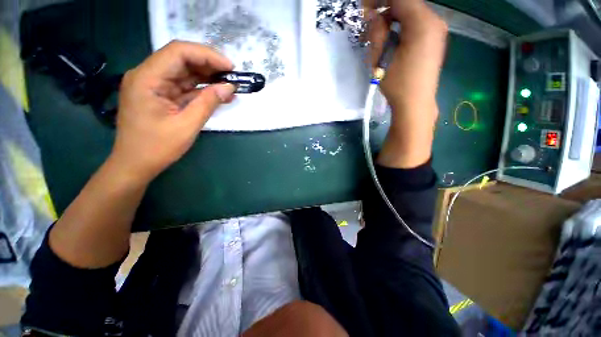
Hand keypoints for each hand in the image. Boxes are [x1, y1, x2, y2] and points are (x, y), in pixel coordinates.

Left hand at [110, 41, 235, 182]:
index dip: (207, 55)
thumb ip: (208, 103)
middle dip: (209, 65)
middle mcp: (148, 75)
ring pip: (184, 72)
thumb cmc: (157, 147)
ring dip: (208, 77)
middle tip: (233, 76)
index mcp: (147, 79)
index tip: (230, 67)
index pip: (179, 52)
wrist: (135, 164)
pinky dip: (202, 89)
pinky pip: (184, 86)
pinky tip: (219, 94)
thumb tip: (229, 88)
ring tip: (230, 85)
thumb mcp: (187, 125)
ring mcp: (154, 85)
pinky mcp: (160, 95)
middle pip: (181, 59)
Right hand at [364, 0, 447, 167]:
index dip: (379, 1)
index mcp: (422, 23)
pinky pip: (417, 23)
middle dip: (386, 8)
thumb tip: (372, 15)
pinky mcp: (434, 39)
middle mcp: (435, 21)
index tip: (364, 9)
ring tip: (378, 33)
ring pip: (412, 13)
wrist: (415, 104)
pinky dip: (402, 25)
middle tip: (369, 20)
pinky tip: (392, 38)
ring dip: (393, 17)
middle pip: (407, 3)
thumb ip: (377, 32)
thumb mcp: (381, 59)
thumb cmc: (398, 85)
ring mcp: (437, 30)